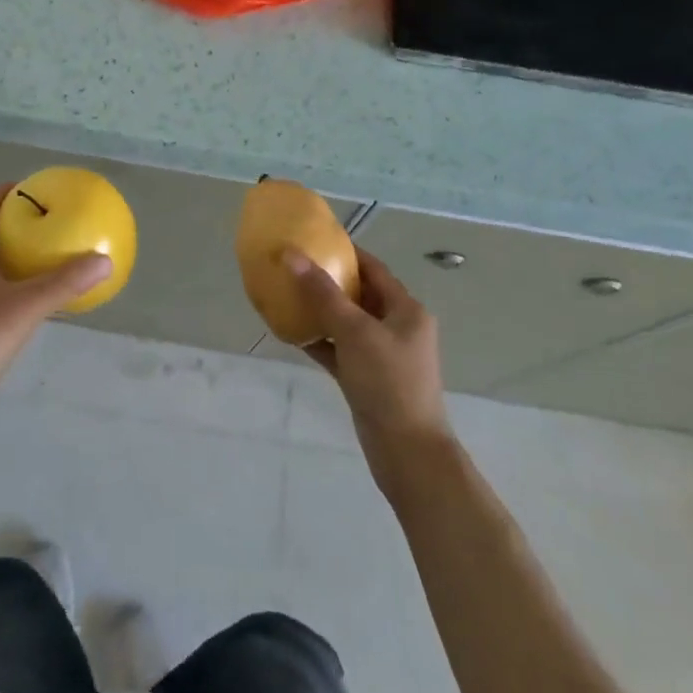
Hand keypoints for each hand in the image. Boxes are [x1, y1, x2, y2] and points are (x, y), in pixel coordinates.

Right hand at [286, 246, 452, 472]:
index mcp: (406, 310)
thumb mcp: (355, 331)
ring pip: (346, 322)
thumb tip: (291, 254)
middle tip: (293, 266)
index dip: (346, 251)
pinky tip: (290, 332)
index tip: (313, 240)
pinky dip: (319, 339)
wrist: (407, 452)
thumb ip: (322, 292)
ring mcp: (382, 354)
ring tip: (286, 294)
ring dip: (319, 310)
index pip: (373, 268)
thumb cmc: (388, 382)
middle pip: (358, 294)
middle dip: (327, 281)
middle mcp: (397, 327)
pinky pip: (339, 349)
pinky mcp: (366, 378)